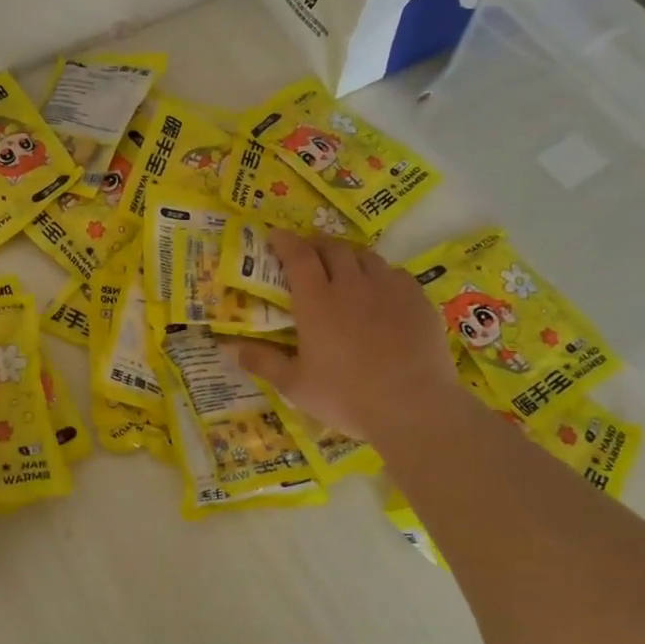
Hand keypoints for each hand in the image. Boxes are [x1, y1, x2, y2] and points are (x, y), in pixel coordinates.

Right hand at [235, 231, 472, 450]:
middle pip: (332, 247)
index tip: (274, 236)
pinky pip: (395, 273)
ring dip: (348, 256)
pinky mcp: (418, 300)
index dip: (284, 241)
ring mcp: (389, 289)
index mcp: (316, 301)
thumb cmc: (346, 396)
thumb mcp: (294, 385)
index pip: (297, 255)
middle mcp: (351, 284)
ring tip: (343, 268)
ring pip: (366, 256)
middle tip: (307, 253)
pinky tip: (379, 291)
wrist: (413, 407)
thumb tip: (227, 348)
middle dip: (316, 244)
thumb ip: (262, 361)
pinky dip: (380, 274)